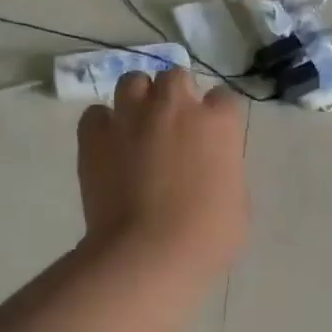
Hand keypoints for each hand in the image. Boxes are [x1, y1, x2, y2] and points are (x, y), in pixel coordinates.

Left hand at [77, 68, 248, 272]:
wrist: (148, 253)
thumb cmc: (206, 236)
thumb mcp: (237, 203)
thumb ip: (225, 172)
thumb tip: (210, 169)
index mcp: (218, 123)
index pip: (223, 98)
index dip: (217, 116)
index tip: (213, 136)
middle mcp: (175, 107)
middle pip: (175, 77)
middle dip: (176, 96)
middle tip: (173, 127)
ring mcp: (131, 116)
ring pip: (133, 81)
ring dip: (138, 98)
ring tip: (137, 125)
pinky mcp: (94, 135)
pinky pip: (96, 114)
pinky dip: (102, 125)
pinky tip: (108, 146)